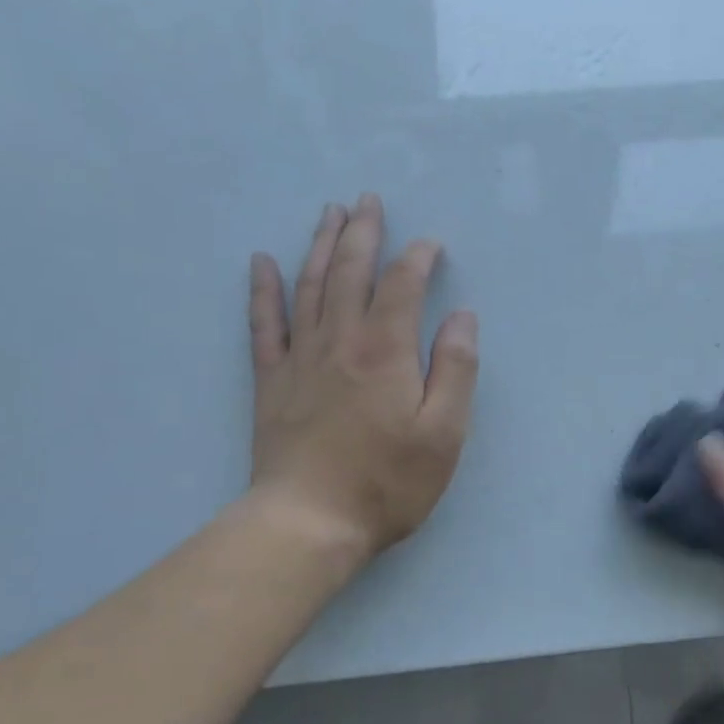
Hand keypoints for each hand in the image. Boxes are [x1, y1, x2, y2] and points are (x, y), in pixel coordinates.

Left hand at [246, 194, 478, 567]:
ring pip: (310, 285)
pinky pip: (264, 323)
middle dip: (363, 231)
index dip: (419, 257)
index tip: (432, 244)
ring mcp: (300, 357)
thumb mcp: (444, 432)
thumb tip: (462, 316)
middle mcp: (340, 339)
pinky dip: (263, 289)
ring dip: (321, 245)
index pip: (403, 284)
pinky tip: (262, 263)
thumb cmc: (387, 481)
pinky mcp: (271, 380)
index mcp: (385, 349)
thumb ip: (456, 368)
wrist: (308, 523)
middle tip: (368, 200)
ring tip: (329, 213)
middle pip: (351, 271)